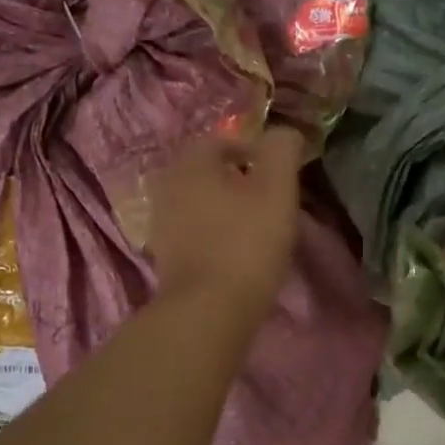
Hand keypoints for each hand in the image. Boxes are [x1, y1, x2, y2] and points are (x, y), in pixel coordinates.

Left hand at [148, 127, 305, 326]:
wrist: (207, 311)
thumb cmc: (246, 244)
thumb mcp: (277, 190)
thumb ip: (281, 151)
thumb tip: (283, 133)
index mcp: (191, 165)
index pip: (220, 140)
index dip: (253, 151)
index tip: (279, 174)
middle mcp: (167, 188)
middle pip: (207, 173)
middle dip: (237, 181)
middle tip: (269, 201)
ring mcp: (161, 226)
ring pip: (199, 205)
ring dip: (225, 210)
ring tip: (255, 230)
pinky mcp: (164, 260)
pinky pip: (193, 234)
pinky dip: (213, 237)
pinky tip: (235, 255)